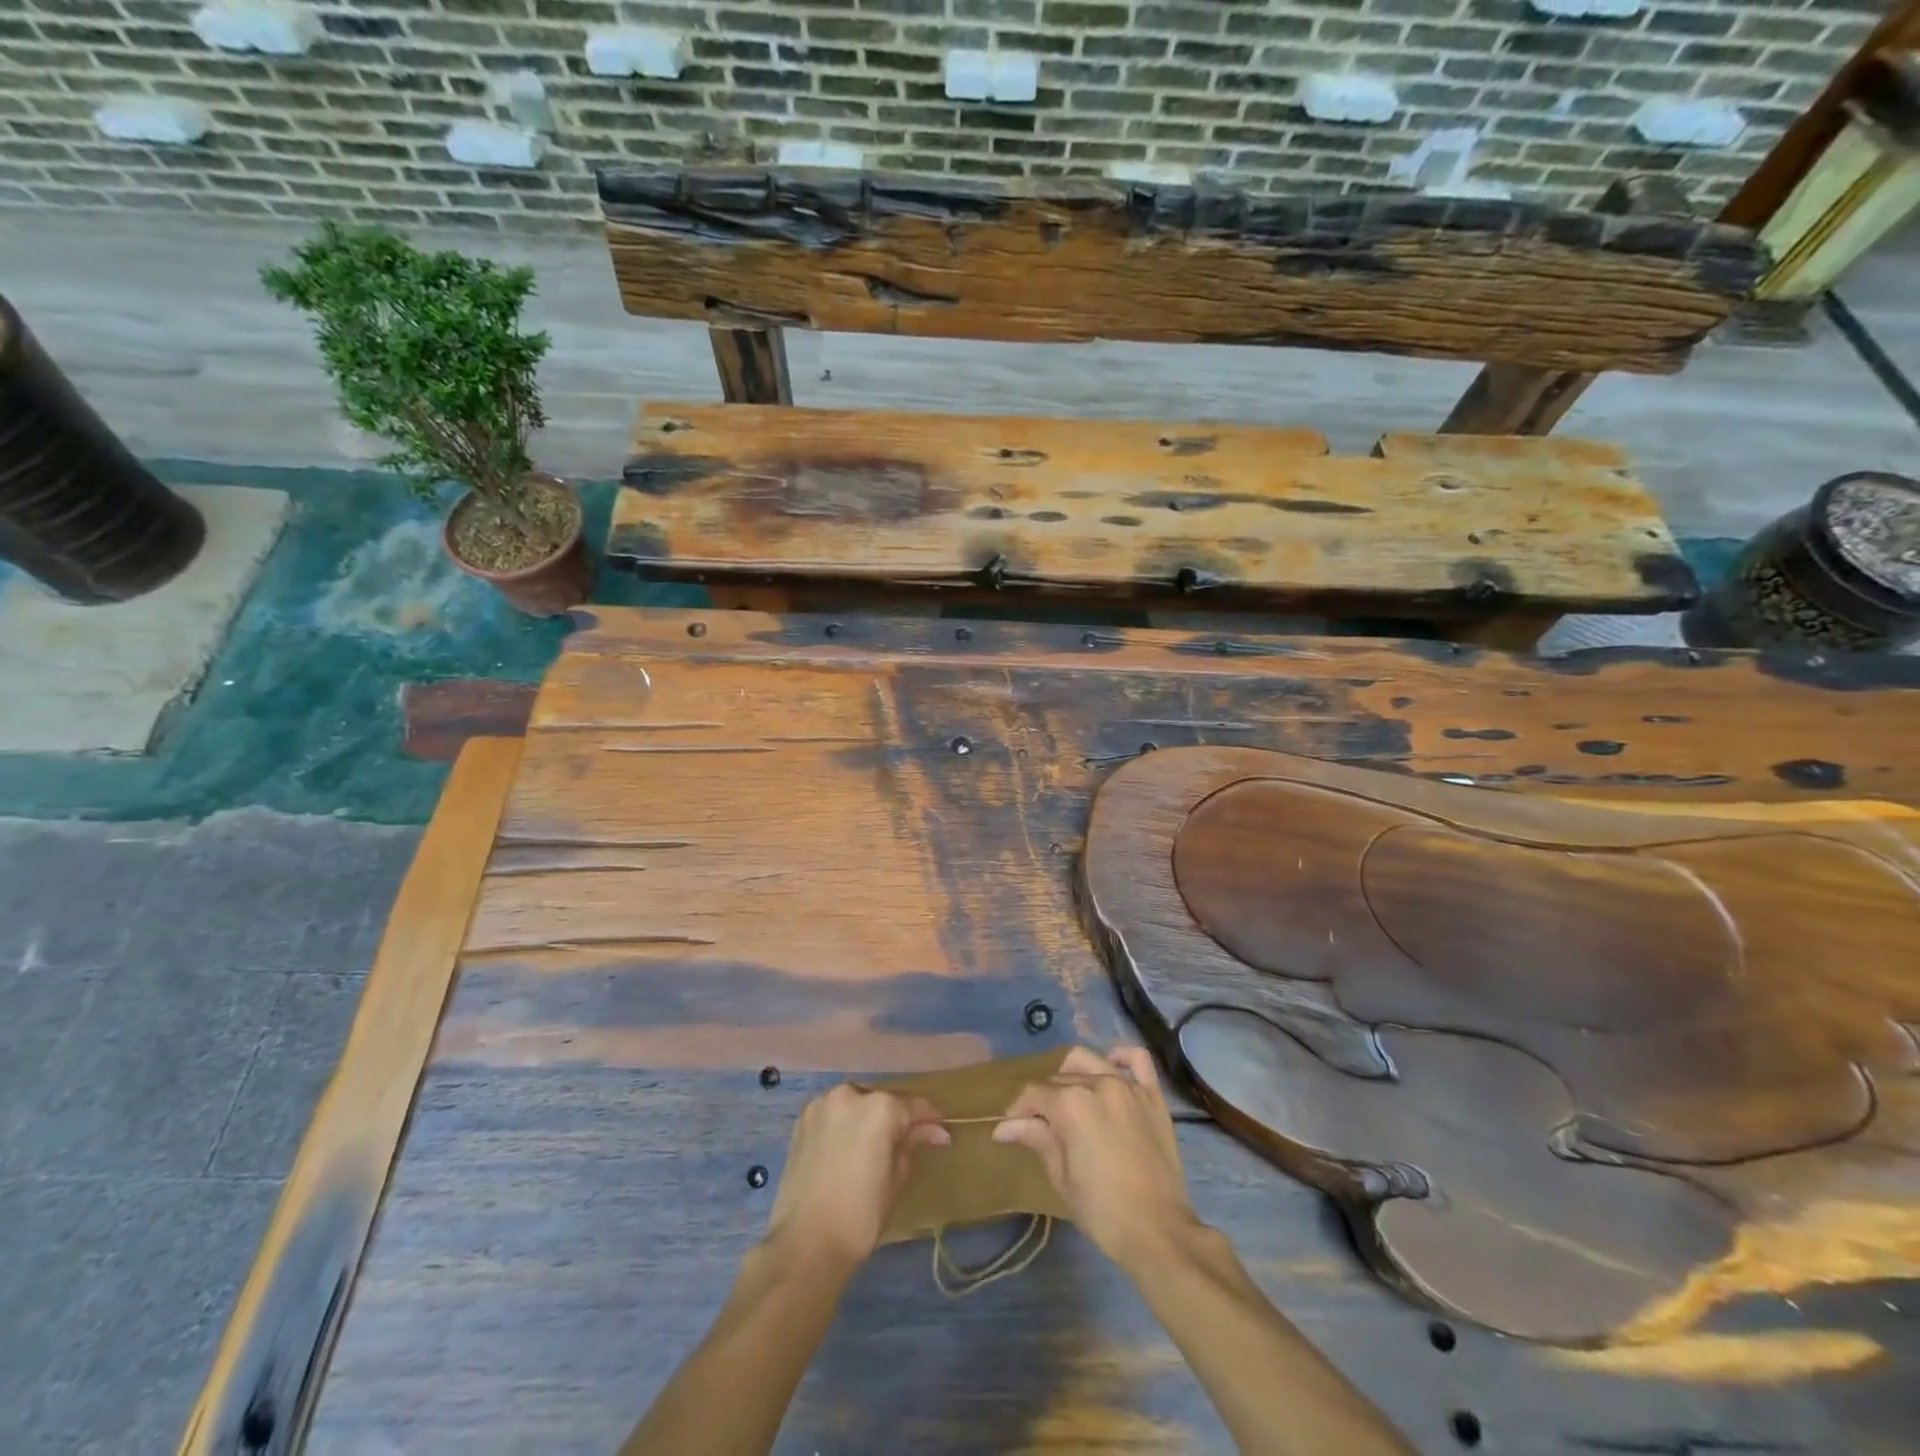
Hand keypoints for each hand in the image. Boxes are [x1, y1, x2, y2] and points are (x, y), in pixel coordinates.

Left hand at [764, 1083, 949, 1271]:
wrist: (805, 1244)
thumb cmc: (861, 1215)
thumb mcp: (896, 1178)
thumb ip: (914, 1144)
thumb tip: (936, 1131)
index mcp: (879, 1107)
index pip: (914, 1106)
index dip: (930, 1120)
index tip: (941, 1133)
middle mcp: (850, 1094)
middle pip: (883, 1101)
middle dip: (897, 1119)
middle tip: (907, 1143)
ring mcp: (822, 1104)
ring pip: (857, 1105)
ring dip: (869, 1119)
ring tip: (875, 1147)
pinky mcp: (803, 1120)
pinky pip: (834, 1114)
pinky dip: (846, 1125)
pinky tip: (849, 1148)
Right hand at [993, 1045, 1201, 1271]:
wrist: (1159, 1232)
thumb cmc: (1103, 1211)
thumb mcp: (1061, 1176)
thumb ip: (1037, 1139)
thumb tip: (1003, 1127)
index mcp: (1070, 1104)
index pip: (1034, 1093)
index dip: (1019, 1110)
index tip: (1013, 1128)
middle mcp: (1098, 1084)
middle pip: (1060, 1078)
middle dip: (1045, 1099)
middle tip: (1042, 1126)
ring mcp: (1128, 1087)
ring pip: (1091, 1062)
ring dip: (1074, 1076)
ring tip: (1071, 1100)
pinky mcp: (1153, 1096)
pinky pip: (1138, 1060)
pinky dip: (1121, 1057)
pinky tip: (1110, 1067)